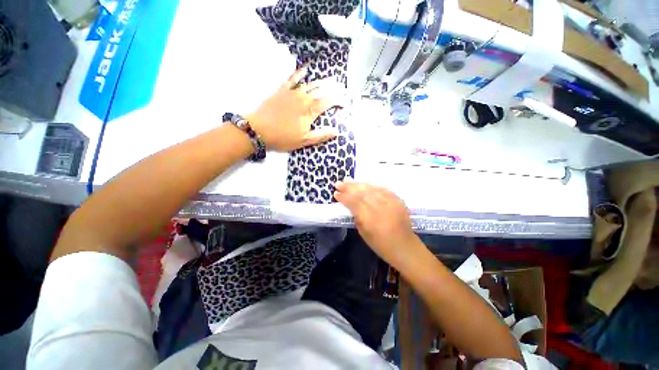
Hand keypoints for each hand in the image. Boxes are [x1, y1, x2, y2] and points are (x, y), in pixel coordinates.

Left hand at [247, 66, 346, 151]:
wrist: (259, 129)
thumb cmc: (283, 137)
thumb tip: (336, 131)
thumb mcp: (304, 141)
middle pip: (322, 91)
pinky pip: (292, 78)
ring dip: (322, 81)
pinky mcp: (282, 90)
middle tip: (343, 88)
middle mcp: (303, 98)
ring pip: (310, 84)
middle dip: (334, 89)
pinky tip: (306, 68)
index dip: (339, 101)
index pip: (329, 102)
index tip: (347, 102)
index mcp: (310, 111)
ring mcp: (292, 93)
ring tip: (331, 79)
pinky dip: (300, 72)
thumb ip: (321, 135)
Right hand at [334, 181, 421, 266]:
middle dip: (349, 187)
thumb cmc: (381, 245)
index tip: (335, 193)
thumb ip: (357, 217)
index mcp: (370, 219)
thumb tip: (351, 206)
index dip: (344, 197)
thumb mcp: (363, 233)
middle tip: (339, 183)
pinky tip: (365, 184)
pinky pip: (382, 189)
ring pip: (371, 188)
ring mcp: (391, 202)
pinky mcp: (398, 200)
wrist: (405, 246)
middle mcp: (380, 208)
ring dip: (359, 184)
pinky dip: (372, 186)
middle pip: (362, 192)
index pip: (354, 202)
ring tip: (349, 180)